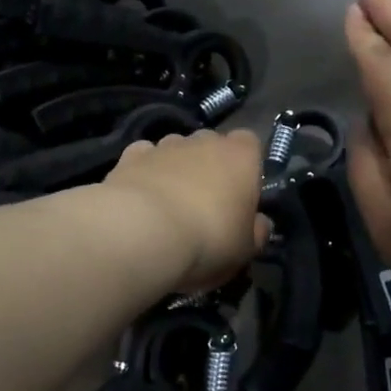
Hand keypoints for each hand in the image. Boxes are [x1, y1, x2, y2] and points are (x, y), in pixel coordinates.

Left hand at [102, 129, 268, 294]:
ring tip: (168, 203)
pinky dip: (144, 171)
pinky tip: (141, 195)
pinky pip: (144, 157)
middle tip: (205, 204)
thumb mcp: (245, 250)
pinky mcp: (130, 156)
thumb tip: (260, 223)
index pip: (250, 143)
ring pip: (176, 149)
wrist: (142, 232)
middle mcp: (203, 141)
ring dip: (176, 168)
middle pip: (211, 144)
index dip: (246, 166)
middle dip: (209, 165)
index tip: (241, 194)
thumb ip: (257, 231)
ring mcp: (165, 145)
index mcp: (240, 156)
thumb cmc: (207, 239)